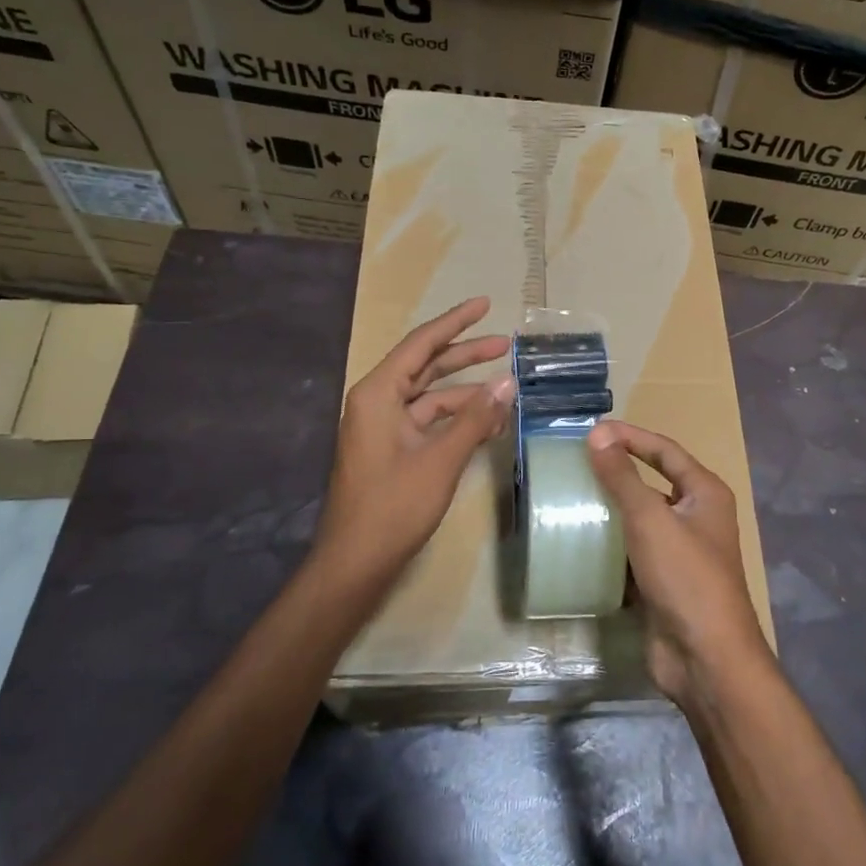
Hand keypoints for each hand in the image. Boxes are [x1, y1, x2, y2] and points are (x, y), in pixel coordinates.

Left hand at [316, 297, 512, 583]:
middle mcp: (378, 402)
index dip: (456, 322)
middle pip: (426, 365)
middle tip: (505, 343)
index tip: (486, 304)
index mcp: (379, 394)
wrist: (356, 562)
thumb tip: (508, 383)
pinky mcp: (392, 449)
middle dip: (465, 354)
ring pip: (430, 395)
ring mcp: (384, 427)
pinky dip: (456, 419)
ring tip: (506, 388)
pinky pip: (428, 421)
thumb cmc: (394, 506)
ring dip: (466, 392)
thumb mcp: (441, 459)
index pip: (421, 344)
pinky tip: (487, 423)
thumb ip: (475, 418)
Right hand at [587, 421, 768, 706]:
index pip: (665, 450)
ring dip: (610, 511)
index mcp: (705, 494)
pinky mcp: (662, 582)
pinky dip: (609, 546)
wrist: (705, 658)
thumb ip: (622, 476)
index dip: (631, 436)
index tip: (593, 430)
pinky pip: (632, 553)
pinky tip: (579, 542)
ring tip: (570, 499)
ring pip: (640, 520)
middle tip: (576, 463)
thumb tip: (598, 434)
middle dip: (617, 473)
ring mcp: (680, 552)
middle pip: (652, 483)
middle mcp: (696, 517)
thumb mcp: (650, 519)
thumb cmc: (685, 576)